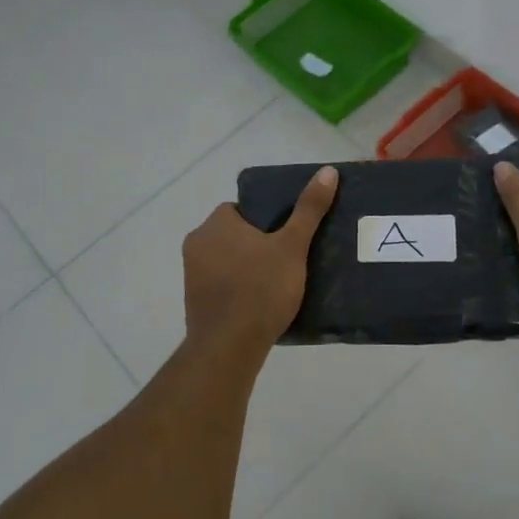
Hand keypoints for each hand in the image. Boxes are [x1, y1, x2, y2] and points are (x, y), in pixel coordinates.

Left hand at [183, 166, 338, 358]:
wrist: (229, 346)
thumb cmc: (261, 289)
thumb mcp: (292, 247)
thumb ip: (308, 210)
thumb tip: (327, 171)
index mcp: (215, 223)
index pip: (242, 209)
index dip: (267, 220)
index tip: (288, 236)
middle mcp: (197, 243)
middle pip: (235, 234)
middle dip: (258, 243)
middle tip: (288, 259)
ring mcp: (191, 274)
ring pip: (227, 259)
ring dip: (247, 266)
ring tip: (278, 282)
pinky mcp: (194, 300)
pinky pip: (221, 284)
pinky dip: (238, 288)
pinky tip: (260, 303)